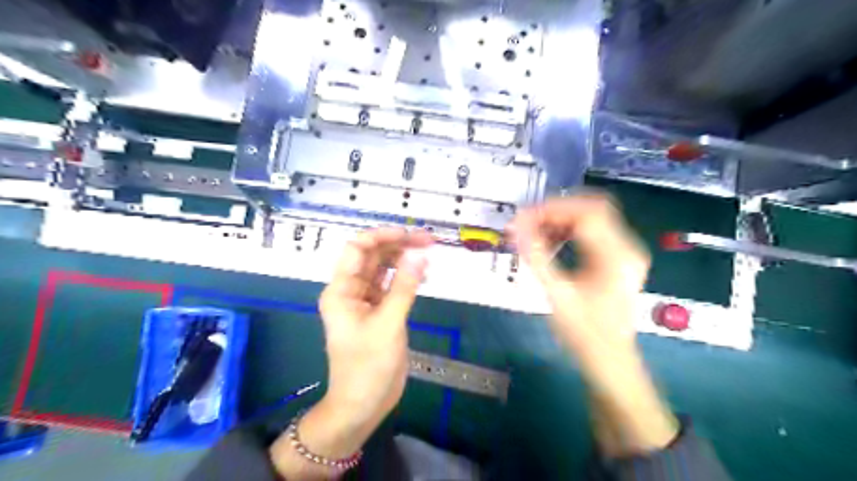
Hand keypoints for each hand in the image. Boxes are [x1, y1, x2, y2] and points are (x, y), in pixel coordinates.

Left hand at [317, 227, 431, 430]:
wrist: (362, 405)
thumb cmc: (368, 366)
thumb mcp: (388, 323)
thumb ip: (404, 286)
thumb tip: (419, 253)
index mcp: (342, 290)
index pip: (357, 248)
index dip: (382, 236)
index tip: (410, 234)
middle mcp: (351, 290)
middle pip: (373, 256)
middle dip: (398, 245)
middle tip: (428, 241)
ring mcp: (366, 301)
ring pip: (384, 269)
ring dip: (404, 259)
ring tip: (429, 253)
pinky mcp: (379, 312)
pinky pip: (392, 286)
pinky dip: (406, 278)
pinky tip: (424, 275)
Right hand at [503, 194, 645, 362]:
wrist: (610, 360)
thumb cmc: (584, 333)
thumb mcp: (556, 294)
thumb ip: (535, 257)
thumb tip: (514, 227)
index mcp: (616, 256)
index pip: (585, 213)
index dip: (551, 210)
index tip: (521, 218)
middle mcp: (627, 247)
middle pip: (593, 208)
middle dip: (557, 209)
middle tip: (528, 220)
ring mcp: (626, 252)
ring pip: (593, 217)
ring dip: (562, 218)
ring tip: (534, 231)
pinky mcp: (618, 258)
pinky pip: (594, 231)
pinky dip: (570, 230)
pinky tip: (551, 241)